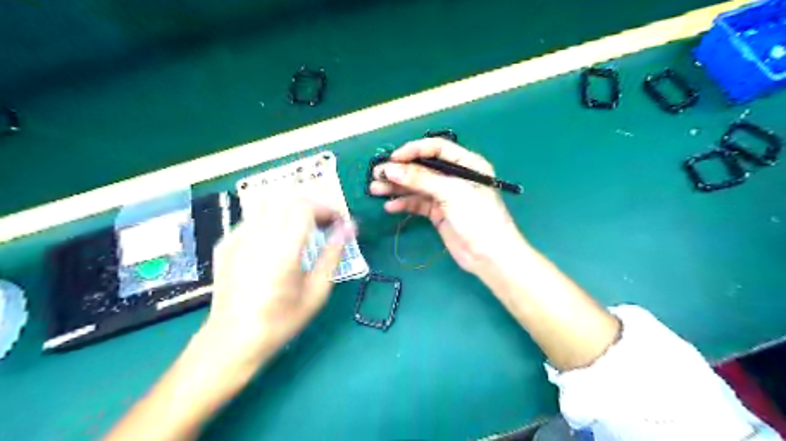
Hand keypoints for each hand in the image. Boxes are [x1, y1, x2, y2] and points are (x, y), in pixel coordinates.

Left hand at [202, 194, 356, 364]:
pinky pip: (254, 218)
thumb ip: (333, 254)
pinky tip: (277, 241)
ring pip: (269, 204)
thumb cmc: (281, 320)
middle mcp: (258, 236)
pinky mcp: (226, 243)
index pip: (305, 208)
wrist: (232, 339)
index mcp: (282, 250)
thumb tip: (349, 228)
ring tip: (304, 229)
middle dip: (312, 206)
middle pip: (287, 200)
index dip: (326, 209)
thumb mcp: (317, 291)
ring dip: (292, 210)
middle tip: (325, 225)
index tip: (339, 222)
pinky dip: (273, 220)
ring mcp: (237, 238)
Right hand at [370, 138, 526, 274]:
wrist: (489, 256)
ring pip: (417, 186)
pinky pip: (418, 204)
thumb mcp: (451, 193)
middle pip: (423, 168)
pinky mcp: (438, 213)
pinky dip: (404, 204)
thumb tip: (390, 168)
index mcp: (466, 163)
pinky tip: (390, 207)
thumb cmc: (477, 217)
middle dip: (400, 171)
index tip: (393, 159)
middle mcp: (455, 176)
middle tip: (377, 175)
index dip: (413, 151)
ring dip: (397, 187)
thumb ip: (421, 179)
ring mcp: (446, 195)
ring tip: (375, 189)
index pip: (436, 148)